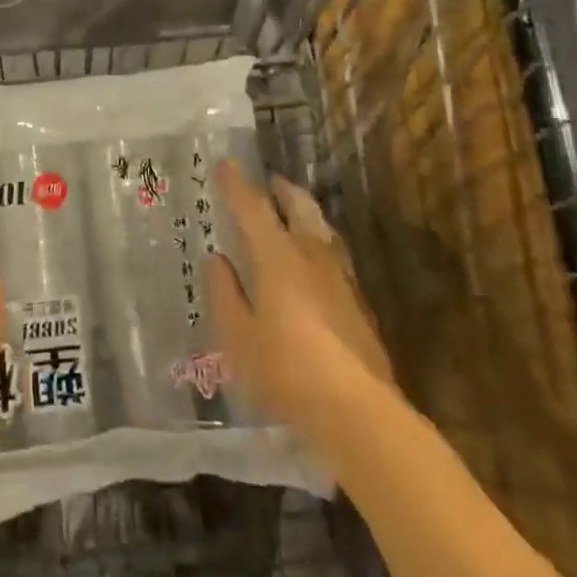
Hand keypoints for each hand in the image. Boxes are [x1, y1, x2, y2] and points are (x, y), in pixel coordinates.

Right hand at [207, 159, 394, 438]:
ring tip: (292, 215)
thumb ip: (223, 294)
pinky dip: (318, 245)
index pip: (253, 208)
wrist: (359, 412)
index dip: (237, 184)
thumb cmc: (287, 371)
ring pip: (322, 228)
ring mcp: (341, 279)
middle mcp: (311, 256)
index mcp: (277, 256)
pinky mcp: (359, 304)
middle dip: (282, 190)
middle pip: (299, 206)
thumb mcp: (237, 337)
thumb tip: (217, 261)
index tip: (225, 164)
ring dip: (304, 214)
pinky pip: (334, 256)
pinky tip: (314, 265)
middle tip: (269, 182)